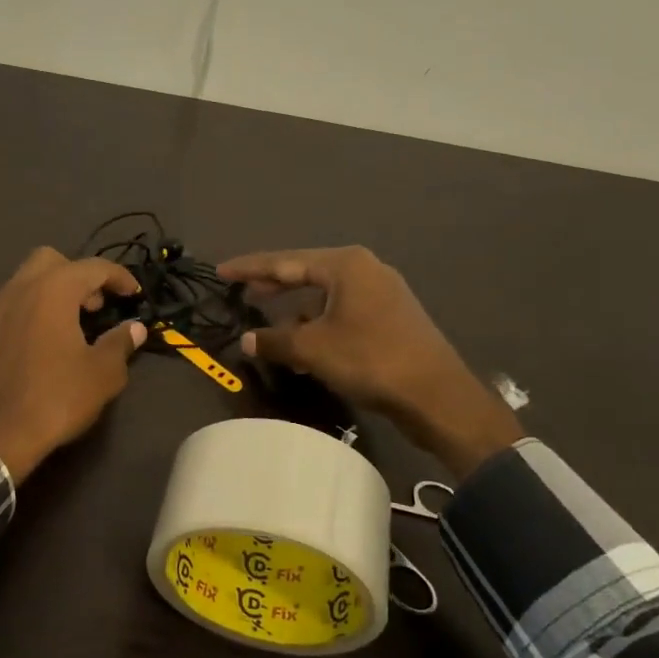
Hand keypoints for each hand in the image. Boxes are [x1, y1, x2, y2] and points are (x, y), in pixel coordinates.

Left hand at [0, 248, 147, 484]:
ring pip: (25, 282)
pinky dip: (29, 313)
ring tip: (69, 328)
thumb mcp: (101, 374)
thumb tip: (134, 328)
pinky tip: (39, 346)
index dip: (119, 277)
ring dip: (51, 294)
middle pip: (51, 261)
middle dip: (77, 276)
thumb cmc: (55, 399)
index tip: (133, 295)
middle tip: (94, 307)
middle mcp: (18, 289)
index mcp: (52, 290)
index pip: (92, 267)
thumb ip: (120, 343)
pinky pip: (8, 307)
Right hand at [217, 246, 522, 475]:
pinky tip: (305, 345)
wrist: (437, 396)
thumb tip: (246, 340)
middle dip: (273, 284)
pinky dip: (319, 323)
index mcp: (345, 265)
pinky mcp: (391, 317)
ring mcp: (382, 293)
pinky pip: (342, 311)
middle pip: (306, 273)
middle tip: (242, 291)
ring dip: (296, 310)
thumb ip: (274, 340)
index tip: (221, 272)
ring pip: (325, 295)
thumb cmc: (370, 360)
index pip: (285, 261)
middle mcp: (365, 269)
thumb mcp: (313, 349)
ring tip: (270, 324)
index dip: (250, 268)